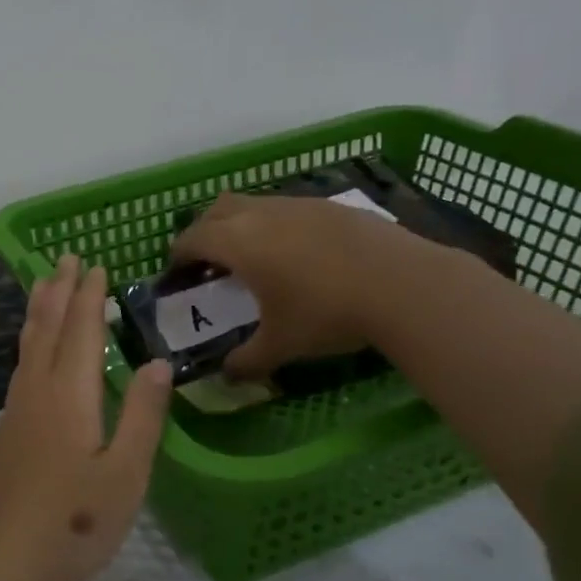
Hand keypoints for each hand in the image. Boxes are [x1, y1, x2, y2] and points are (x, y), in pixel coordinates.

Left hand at [0, 253, 172, 580]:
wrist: (5, 561)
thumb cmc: (76, 521)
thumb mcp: (126, 473)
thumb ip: (143, 415)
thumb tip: (156, 362)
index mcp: (70, 396)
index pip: (81, 332)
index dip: (89, 297)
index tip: (95, 266)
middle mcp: (38, 393)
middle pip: (48, 329)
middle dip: (60, 291)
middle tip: (66, 258)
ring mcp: (16, 412)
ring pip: (28, 347)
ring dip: (39, 311)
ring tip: (43, 285)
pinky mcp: (7, 433)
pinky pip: (21, 367)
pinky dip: (30, 342)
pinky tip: (32, 352)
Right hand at [171, 190, 412, 379]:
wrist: (404, 285)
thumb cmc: (327, 313)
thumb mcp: (281, 345)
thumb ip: (247, 361)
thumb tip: (228, 376)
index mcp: (238, 242)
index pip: (191, 239)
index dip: (178, 256)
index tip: (176, 274)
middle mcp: (262, 214)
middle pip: (216, 209)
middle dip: (204, 231)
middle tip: (209, 262)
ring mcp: (299, 204)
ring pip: (254, 204)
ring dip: (242, 225)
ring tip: (254, 258)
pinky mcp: (331, 205)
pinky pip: (288, 209)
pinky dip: (277, 226)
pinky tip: (298, 254)